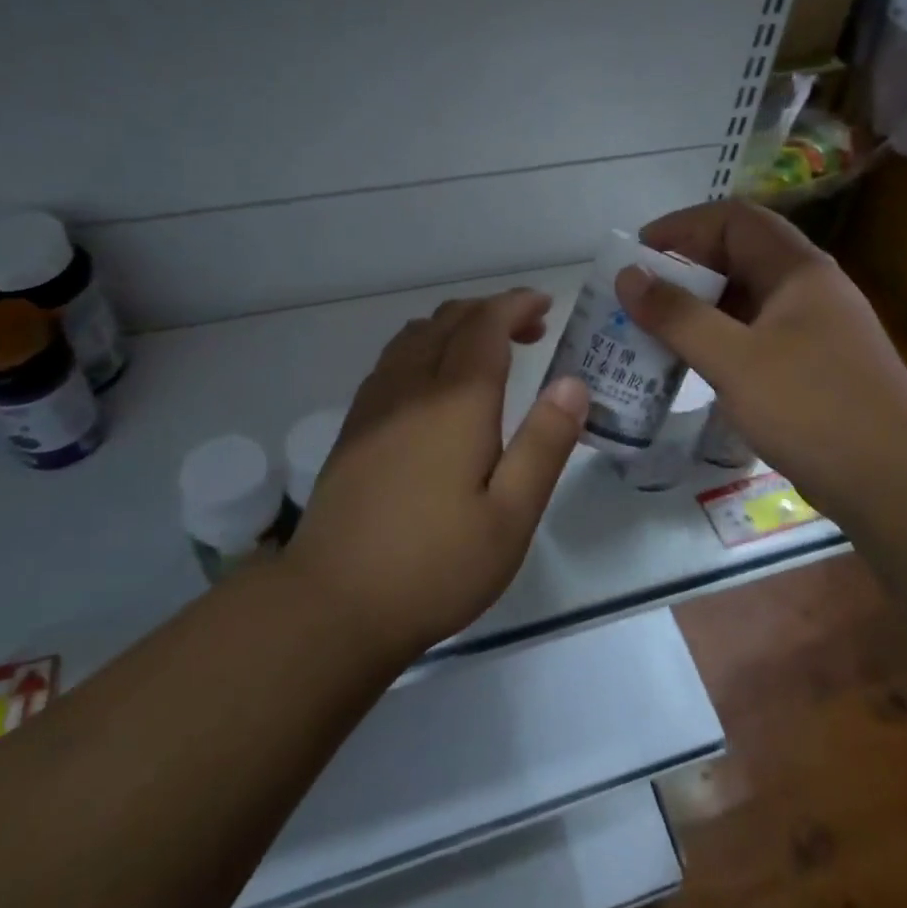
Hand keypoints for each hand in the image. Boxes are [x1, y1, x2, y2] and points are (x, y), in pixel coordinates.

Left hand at [281, 289, 589, 662]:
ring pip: (416, 335)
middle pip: (449, 320)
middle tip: (531, 330)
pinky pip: (393, 359)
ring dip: (456, 326)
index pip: (486, 325)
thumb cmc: (435, 565)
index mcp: (455, 401)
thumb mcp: (511, 516)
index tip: (545, 304)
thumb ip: (544, 444)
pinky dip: (425, 346)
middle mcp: (411, 386)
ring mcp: (375, 404)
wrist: (332, 603)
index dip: (516, 305)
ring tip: (488, 351)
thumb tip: (573, 383)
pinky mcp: (354, 426)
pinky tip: (436, 384)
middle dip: (492, 311)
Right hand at [613, 201, 906, 524]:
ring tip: (651, 329)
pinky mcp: (810, 369)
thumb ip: (678, 316)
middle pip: (739, 257)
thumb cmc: (814, 408)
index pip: (735, 220)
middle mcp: (807, 290)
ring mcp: (812, 331)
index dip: (683, 226)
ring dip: (698, 309)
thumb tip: (628, 275)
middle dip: (685, 270)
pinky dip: (717, 342)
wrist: (898, 483)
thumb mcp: (735, 360)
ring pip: (744, 301)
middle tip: (638, 296)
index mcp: (798, 270)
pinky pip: (752, 337)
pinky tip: (690, 365)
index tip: (637, 253)